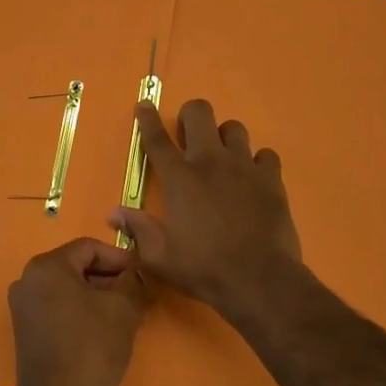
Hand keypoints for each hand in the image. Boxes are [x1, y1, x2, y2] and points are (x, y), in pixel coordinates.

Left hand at [8, 238, 149, 385]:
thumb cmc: (92, 349)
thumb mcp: (123, 309)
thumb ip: (133, 281)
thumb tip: (137, 272)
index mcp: (47, 266)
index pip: (89, 248)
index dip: (119, 258)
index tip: (141, 274)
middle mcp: (27, 279)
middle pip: (76, 266)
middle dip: (108, 278)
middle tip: (136, 294)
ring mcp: (22, 306)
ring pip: (67, 288)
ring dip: (96, 295)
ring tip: (123, 313)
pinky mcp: (24, 331)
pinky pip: (57, 308)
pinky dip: (79, 311)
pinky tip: (102, 330)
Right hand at [108, 99, 305, 320]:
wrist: (260, 281)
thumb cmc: (204, 268)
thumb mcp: (160, 257)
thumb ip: (137, 230)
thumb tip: (114, 214)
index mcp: (179, 178)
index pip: (156, 138)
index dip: (148, 118)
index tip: (144, 104)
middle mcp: (210, 161)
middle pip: (199, 113)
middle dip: (191, 117)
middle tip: (189, 138)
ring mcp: (244, 166)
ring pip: (234, 127)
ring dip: (225, 138)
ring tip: (223, 159)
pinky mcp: (271, 179)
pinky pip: (265, 154)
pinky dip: (257, 162)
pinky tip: (253, 179)